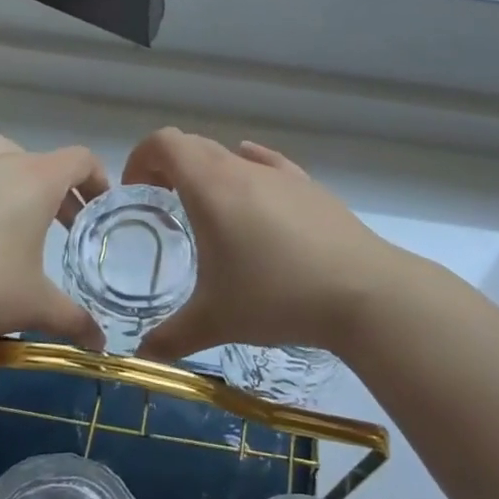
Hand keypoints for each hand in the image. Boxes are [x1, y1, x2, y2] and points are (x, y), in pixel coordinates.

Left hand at [0, 135, 109, 354]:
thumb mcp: (33, 307)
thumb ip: (73, 320)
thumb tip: (100, 344)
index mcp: (37, 181)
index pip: (80, 159)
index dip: (97, 178)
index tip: (99, 207)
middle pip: (40, 160)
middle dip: (57, 189)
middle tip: (61, 226)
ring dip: (12, 171)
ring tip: (11, 206)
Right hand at [123, 128, 405, 362]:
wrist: (363, 291)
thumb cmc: (276, 297)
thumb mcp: (215, 322)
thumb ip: (170, 338)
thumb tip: (142, 356)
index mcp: (211, 187)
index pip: (164, 143)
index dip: (141, 158)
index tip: (136, 191)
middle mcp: (243, 168)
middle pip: (195, 145)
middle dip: (170, 167)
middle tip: (163, 205)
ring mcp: (281, 174)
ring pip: (232, 156)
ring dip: (210, 173)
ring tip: (210, 214)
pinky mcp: (310, 187)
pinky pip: (268, 165)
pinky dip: (249, 171)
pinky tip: (253, 194)